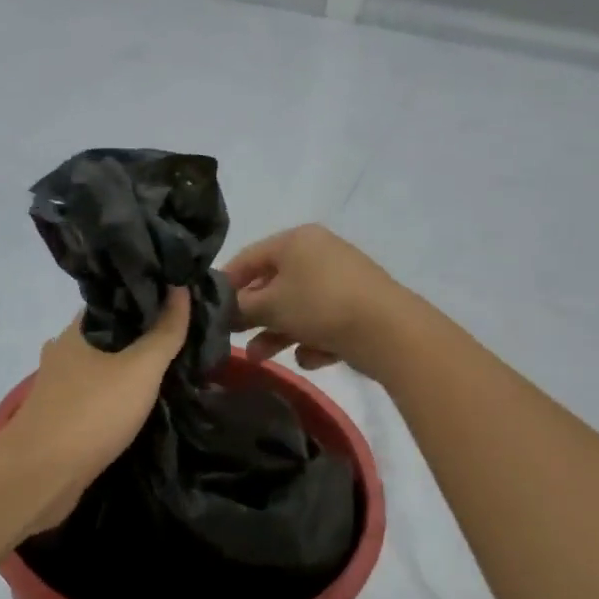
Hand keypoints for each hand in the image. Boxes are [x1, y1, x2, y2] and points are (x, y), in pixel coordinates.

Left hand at [0, 289, 191, 535]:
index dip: (148, 297)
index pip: (115, 300)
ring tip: (169, 368)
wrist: (40, 476)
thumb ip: (164, 331)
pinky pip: (97, 395)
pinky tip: (141, 402)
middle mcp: (63, 351)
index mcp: (77, 330)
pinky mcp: (61, 417)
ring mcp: (59, 386)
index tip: (181, 300)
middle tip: (183, 336)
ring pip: (102, 366)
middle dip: (142, 335)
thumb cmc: (92, 413)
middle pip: (110, 334)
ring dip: (130, 368)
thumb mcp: (140, 368)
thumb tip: (180, 287)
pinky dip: (118, 395)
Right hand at [223, 225, 410, 380]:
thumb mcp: (270, 305)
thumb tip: (221, 311)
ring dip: (277, 334)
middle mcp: (319, 254)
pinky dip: (313, 340)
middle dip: (253, 316)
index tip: (210, 309)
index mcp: (296, 240)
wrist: (389, 331)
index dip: (226, 283)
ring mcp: (341, 281)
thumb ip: (239, 308)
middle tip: (234, 338)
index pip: (248, 257)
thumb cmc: (319, 305)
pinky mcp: (358, 308)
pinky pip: (323, 323)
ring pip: (297, 308)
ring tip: (260, 358)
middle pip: (273, 285)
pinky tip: (312, 357)